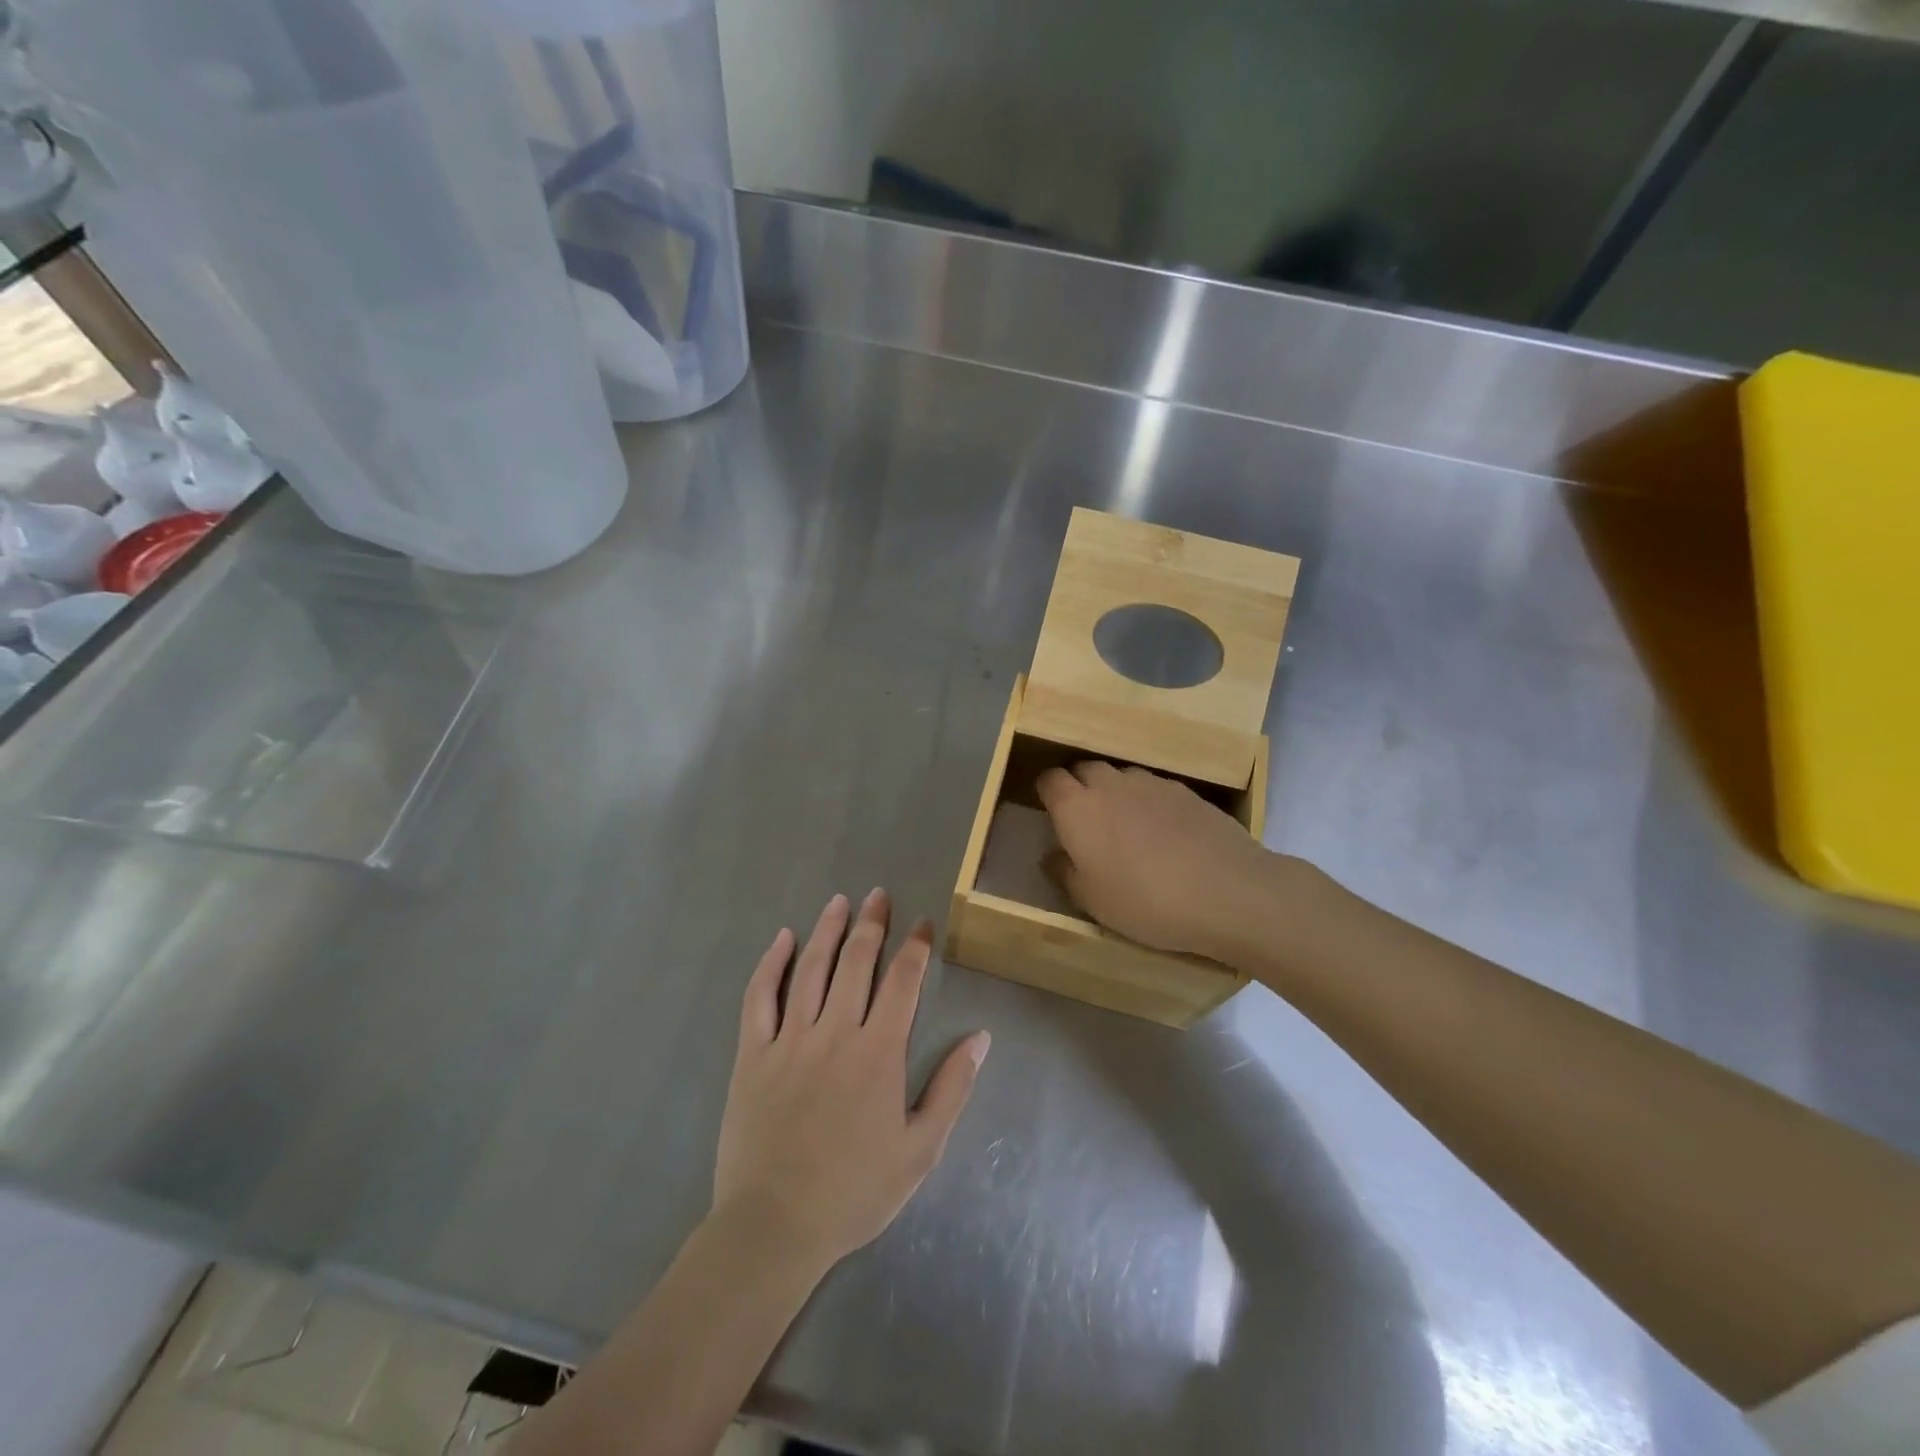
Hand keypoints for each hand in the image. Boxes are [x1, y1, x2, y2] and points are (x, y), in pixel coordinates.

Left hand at [713, 890, 990, 1273]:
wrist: (775, 1226)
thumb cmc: (855, 1191)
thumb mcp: (920, 1149)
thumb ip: (951, 1089)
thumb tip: (980, 1038)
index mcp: (879, 1052)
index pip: (903, 982)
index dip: (915, 947)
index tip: (923, 924)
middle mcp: (836, 1032)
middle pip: (857, 962)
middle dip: (872, 924)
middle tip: (878, 896)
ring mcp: (790, 1039)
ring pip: (811, 969)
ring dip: (827, 930)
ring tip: (839, 902)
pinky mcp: (753, 1054)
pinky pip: (760, 997)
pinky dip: (771, 964)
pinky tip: (782, 940)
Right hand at [1036, 761, 1277, 959]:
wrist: (1228, 892)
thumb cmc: (1146, 901)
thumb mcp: (1092, 901)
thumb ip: (1065, 873)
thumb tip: (1053, 855)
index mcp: (1077, 808)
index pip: (1049, 780)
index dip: (1046, 793)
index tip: (1050, 814)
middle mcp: (1110, 784)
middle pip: (1084, 769)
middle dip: (1078, 787)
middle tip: (1085, 822)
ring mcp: (1151, 783)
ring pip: (1121, 776)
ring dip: (1114, 792)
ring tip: (1126, 826)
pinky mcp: (1187, 791)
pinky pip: (1154, 788)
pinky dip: (1148, 802)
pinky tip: (1163, 832)